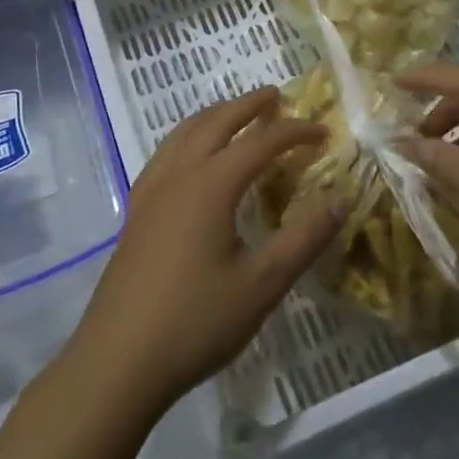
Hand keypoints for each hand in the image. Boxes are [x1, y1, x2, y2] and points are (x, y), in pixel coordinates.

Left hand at [66, 88, 341, 416]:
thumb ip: (305, 237)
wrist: (117, 362)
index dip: (295, 132)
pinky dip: (187, 138)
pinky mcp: (136, 213)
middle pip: (215, 123)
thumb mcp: (263, 284)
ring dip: (214, 116)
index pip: (261, 142)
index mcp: (211, 185)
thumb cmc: (196, 321)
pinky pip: (164, 155)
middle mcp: (178, 176)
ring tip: (235, 115)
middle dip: (247, 106)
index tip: (324, 133)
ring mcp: (150, 193)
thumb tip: (341, 199)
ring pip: (182, 134)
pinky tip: (191, 158)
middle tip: (275, 96)